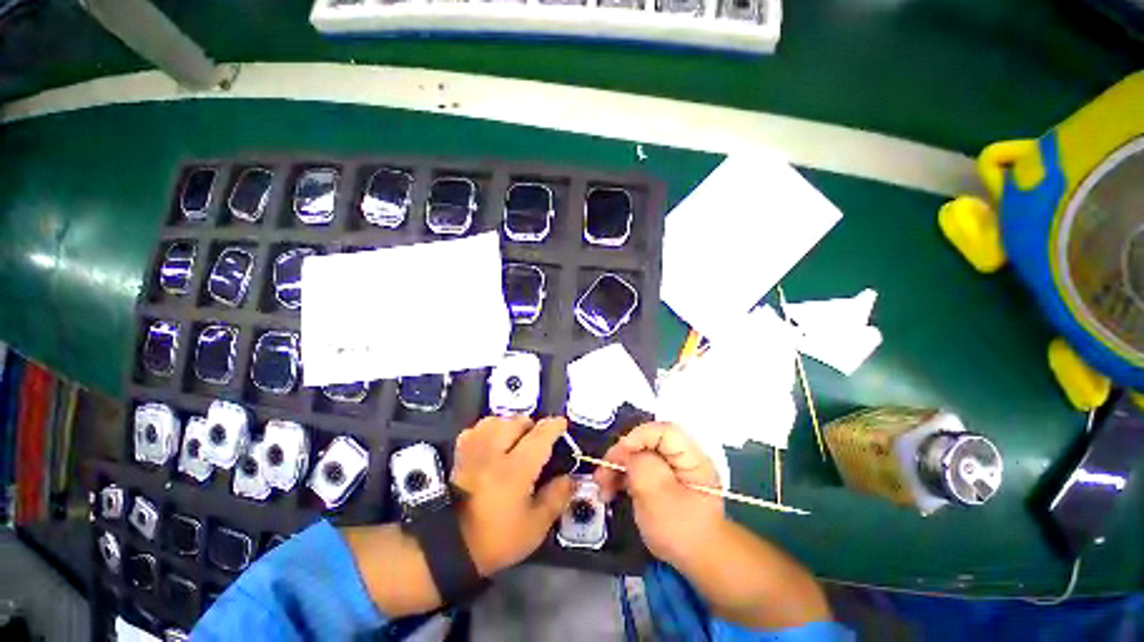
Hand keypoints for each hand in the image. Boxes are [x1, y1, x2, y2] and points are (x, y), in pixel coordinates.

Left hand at [450, 416, 573, 575]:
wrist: (449, 548)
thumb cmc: (496, 539)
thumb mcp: (535, 527)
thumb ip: (556, 498)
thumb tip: (570, 478)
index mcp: (516, 469)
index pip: (540, 436)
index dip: (554, 426)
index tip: (562, 424)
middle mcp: (494, 452)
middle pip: (517, 421)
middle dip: (532, 426)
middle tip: (538, 441)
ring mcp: (474, 451)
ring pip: (497, 420)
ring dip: (510, 425)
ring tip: (516, 439)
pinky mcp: (460, 455)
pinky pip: (477, 429)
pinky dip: (489, 430)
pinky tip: (493, 442)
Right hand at [595, 422, 723, 566]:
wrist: (698, 563)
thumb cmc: (681, 531)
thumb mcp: (659, 497)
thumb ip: (642, 466)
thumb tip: (627, 452)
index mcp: (691, 458)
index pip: (664, 431)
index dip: (639, 436)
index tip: (618, 455)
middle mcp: (681, 458)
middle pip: (647, 443)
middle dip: (622, 455)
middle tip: (602, 473)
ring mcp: (670, 470)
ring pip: (638, 456)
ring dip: (617, 468)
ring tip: (601, 487)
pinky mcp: (660, 481)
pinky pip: (638, 470)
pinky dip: (622, 478)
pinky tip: (610, 491)